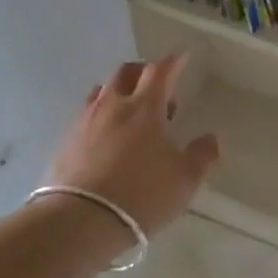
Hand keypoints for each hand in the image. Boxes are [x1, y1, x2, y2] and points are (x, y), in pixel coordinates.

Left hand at [43, 54, 220, 236]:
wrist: (80, 220)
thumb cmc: (142, 194)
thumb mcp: (185, 180)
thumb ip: (202, 155)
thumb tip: (211, 139)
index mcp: (145, 107)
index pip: (160, 71)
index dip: (173, 62)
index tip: (182, 57)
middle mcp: (113, 105)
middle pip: (126, 72)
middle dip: (144, 72)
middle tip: (158, 87)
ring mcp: (85, 121)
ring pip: (103, 91)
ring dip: (120, 91)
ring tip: (132, 110)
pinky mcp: (67, 140)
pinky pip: (87, 114)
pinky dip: (102, 114)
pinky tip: (109, 135)